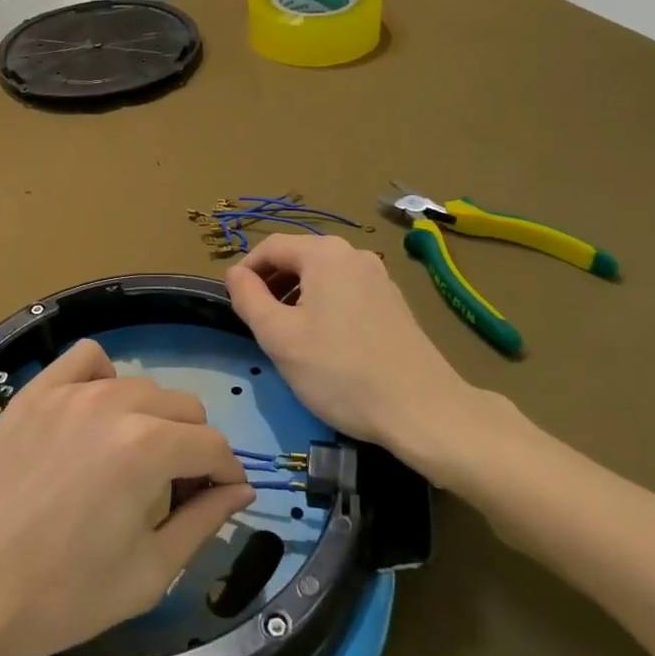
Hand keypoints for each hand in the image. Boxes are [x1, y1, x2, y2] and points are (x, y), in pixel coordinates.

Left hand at [0, 339, 254, 655]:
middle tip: (174, 490)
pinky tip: (95, 414)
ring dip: (153, 418)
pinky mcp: (35, 392)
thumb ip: (203, 524)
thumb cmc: (59, 595)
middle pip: (184, 408)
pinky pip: (86, 359)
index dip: (226, 475)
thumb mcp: (147, 573)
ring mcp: (71, 392)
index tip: (220, 499)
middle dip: (193, 447)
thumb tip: (240, 491)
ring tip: (133, 460)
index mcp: (149, 447)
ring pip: (140, 386)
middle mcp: (116, 404)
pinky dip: (104, 378)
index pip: (213, 446)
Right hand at [226, 234, 482, 450]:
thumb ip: (248, 298)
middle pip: (299, 258)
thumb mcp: (279, 337)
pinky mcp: (394, 302)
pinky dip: (325, 306)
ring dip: (298, 297)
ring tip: (288, 335)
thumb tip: (235, 274)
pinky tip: (325, 343)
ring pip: (323, 276)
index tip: (233, 302)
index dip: (246, 271)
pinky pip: (347, 291)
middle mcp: (354, 254)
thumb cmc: (340, 371)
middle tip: (257, 322)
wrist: (421, 408)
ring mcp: (379, 277)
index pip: (270, 247)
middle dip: (272, 284)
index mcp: (324, 253)